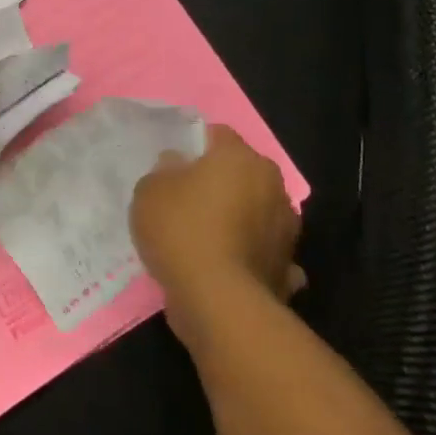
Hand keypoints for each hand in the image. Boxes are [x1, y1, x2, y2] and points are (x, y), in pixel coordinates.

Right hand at [130, 125, 303, 350]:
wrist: (217, 300)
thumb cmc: (181, 230)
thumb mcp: (149, 190)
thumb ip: (164, 170)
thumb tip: (179, 165)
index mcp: (241, 159)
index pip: (218, 134)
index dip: (194, 145)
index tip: (173, 163)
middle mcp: (273, 186)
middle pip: (242, 173)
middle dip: (220, 182)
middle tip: (186, 199)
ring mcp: (286, 228)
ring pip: (256, 211)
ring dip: (238, 218)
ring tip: (206, 237)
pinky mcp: (285, 265)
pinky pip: (261, 250)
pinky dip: (248, 254)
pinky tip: (227, 265)